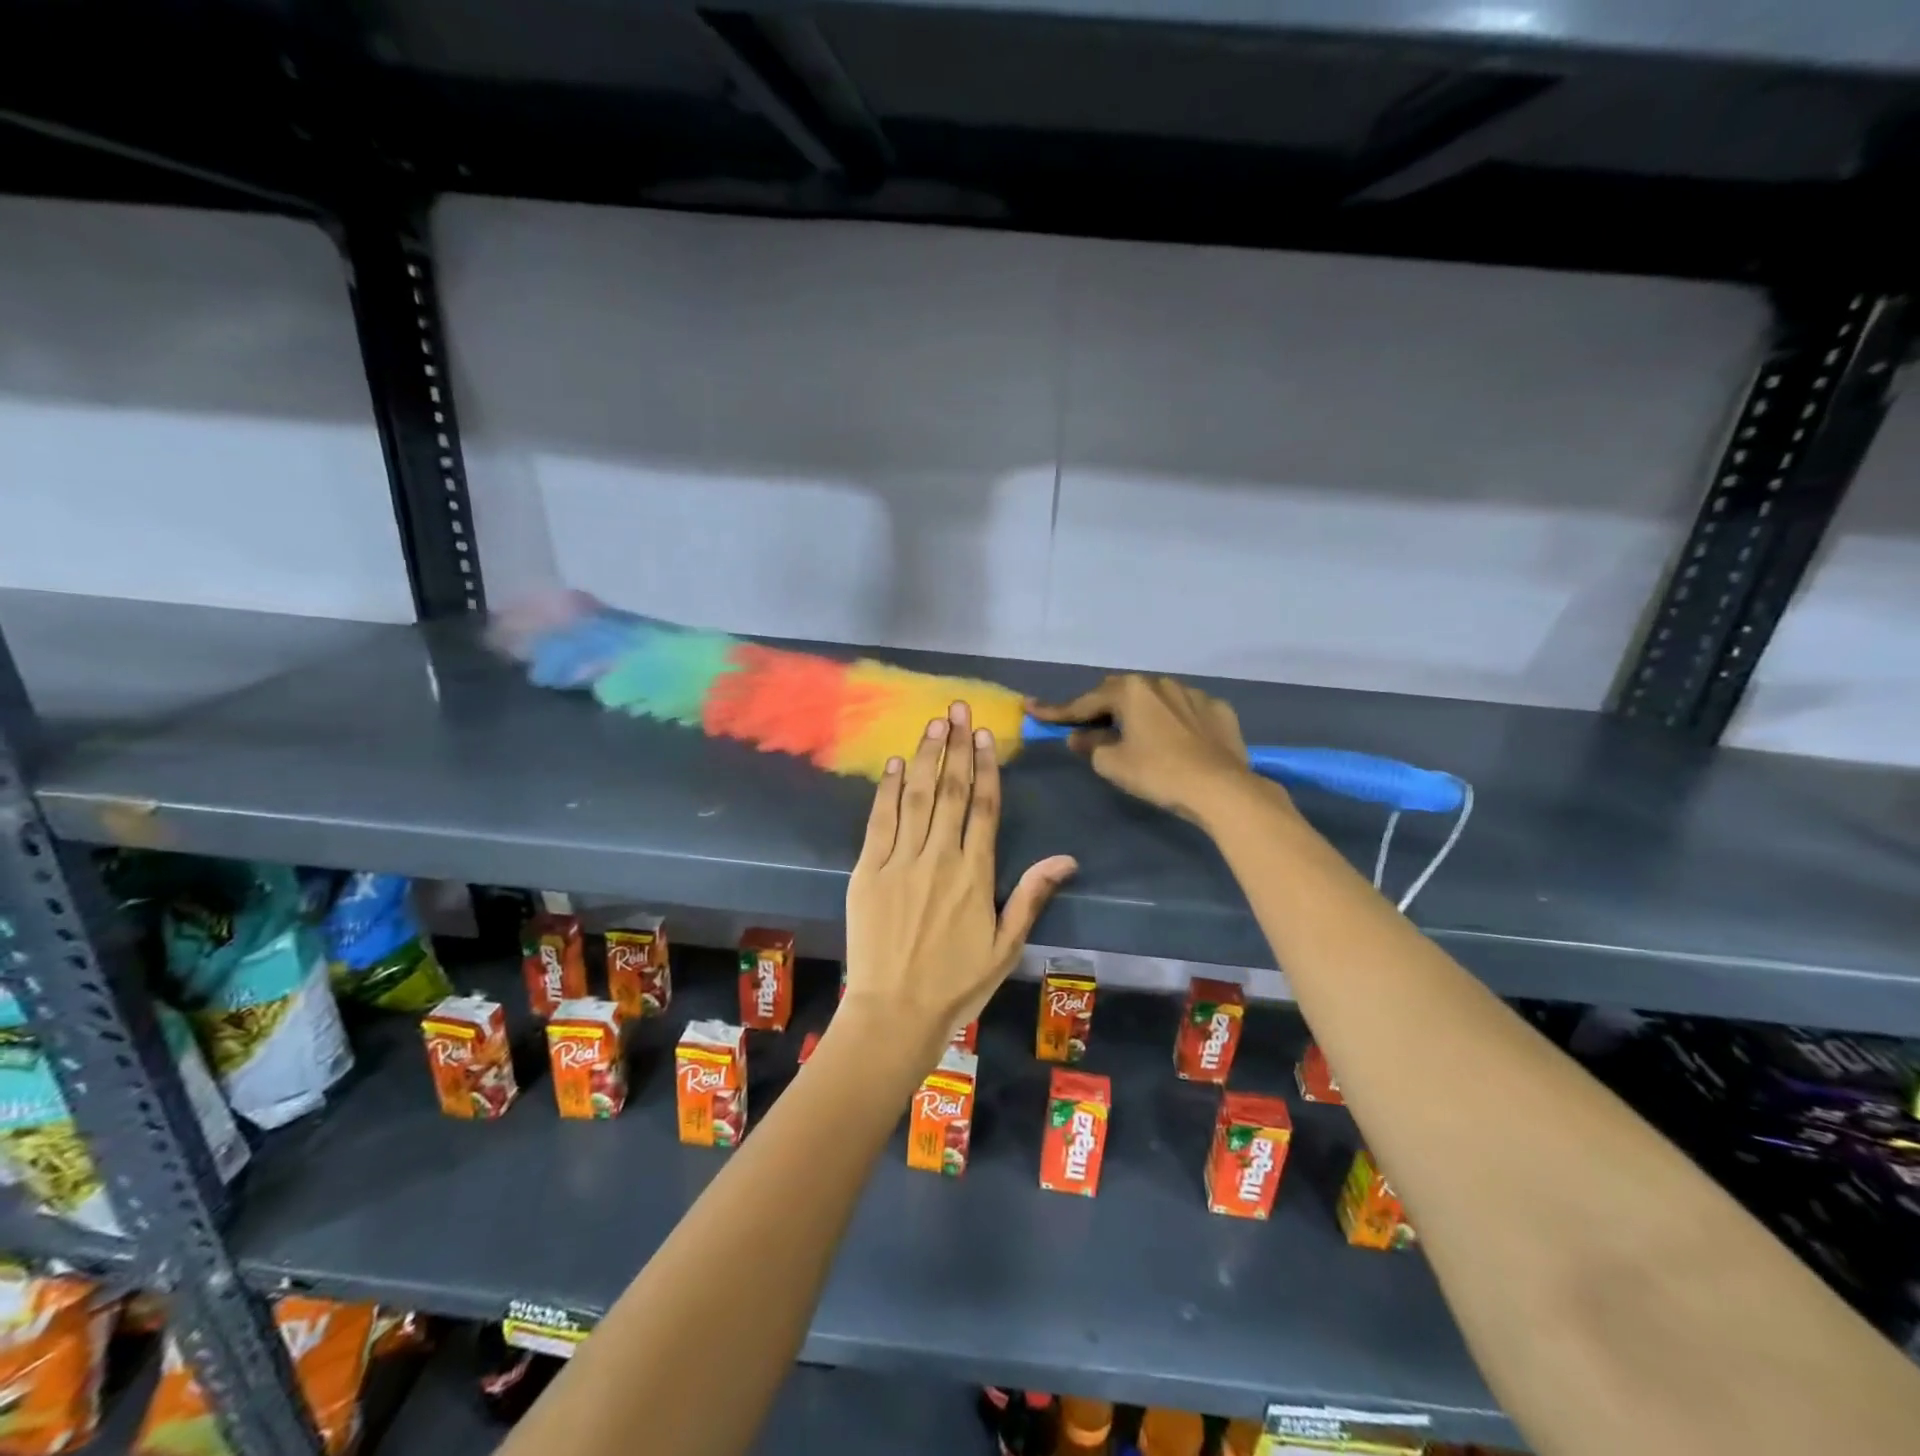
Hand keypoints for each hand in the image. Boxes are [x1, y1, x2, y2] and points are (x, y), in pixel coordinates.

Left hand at [843, 701, 1076, 1067]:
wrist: (894, 1013)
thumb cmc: (956, 983)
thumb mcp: (1005, 946)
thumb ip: (1032, 896)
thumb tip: (1067, 858)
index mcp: (975, 874)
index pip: (984, 808)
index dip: (986, 767)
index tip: (986, 734)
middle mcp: (939, 857)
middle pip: (951, 790)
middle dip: (956, 745)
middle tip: (958, 708)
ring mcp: (900, 861)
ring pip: (917, 797)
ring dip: (926, 756)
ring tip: (934, 722)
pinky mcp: (868, 871)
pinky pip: (880, 821)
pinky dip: (888, 790)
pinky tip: (896, 764)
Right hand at [1028, 674, 1267, 826]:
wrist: (1222, 788)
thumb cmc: (1158, 773)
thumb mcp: (1114, 764)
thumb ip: (1092, 746)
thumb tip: (1080, 738)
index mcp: (1130, 692)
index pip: (1084, 702)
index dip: (1056, 711)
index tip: (1032, 708)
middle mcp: (1160, 683)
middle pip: (1120, 692)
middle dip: (1101, 707)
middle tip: (1088, 726)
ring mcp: (1193, 694)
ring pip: (1155, 698)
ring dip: (1140, 712)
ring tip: (1135, 735)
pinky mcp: (1218, 710)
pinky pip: (1185, 711)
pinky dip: (1172, 722)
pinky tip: (1174, 740)